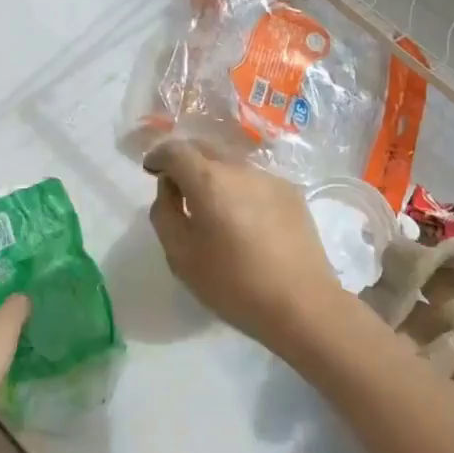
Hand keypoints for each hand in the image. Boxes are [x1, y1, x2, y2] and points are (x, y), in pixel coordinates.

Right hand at [144, 139, 345, 356]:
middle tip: (178, 187)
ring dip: (214, 175)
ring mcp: (270, 177)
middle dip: (186, 160)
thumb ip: (165, 213)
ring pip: (232, 163)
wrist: (301, 303)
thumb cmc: (233, 283)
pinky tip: (244, 220)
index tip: (152, 171)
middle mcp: (240, 168)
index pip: (176, 150)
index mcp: (209, 180)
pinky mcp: (291, 192)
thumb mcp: (181, 255)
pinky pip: (255, 180)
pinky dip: (240, 189)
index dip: (159, 156)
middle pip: (205, 148)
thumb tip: (169, 188)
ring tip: (213, 207)